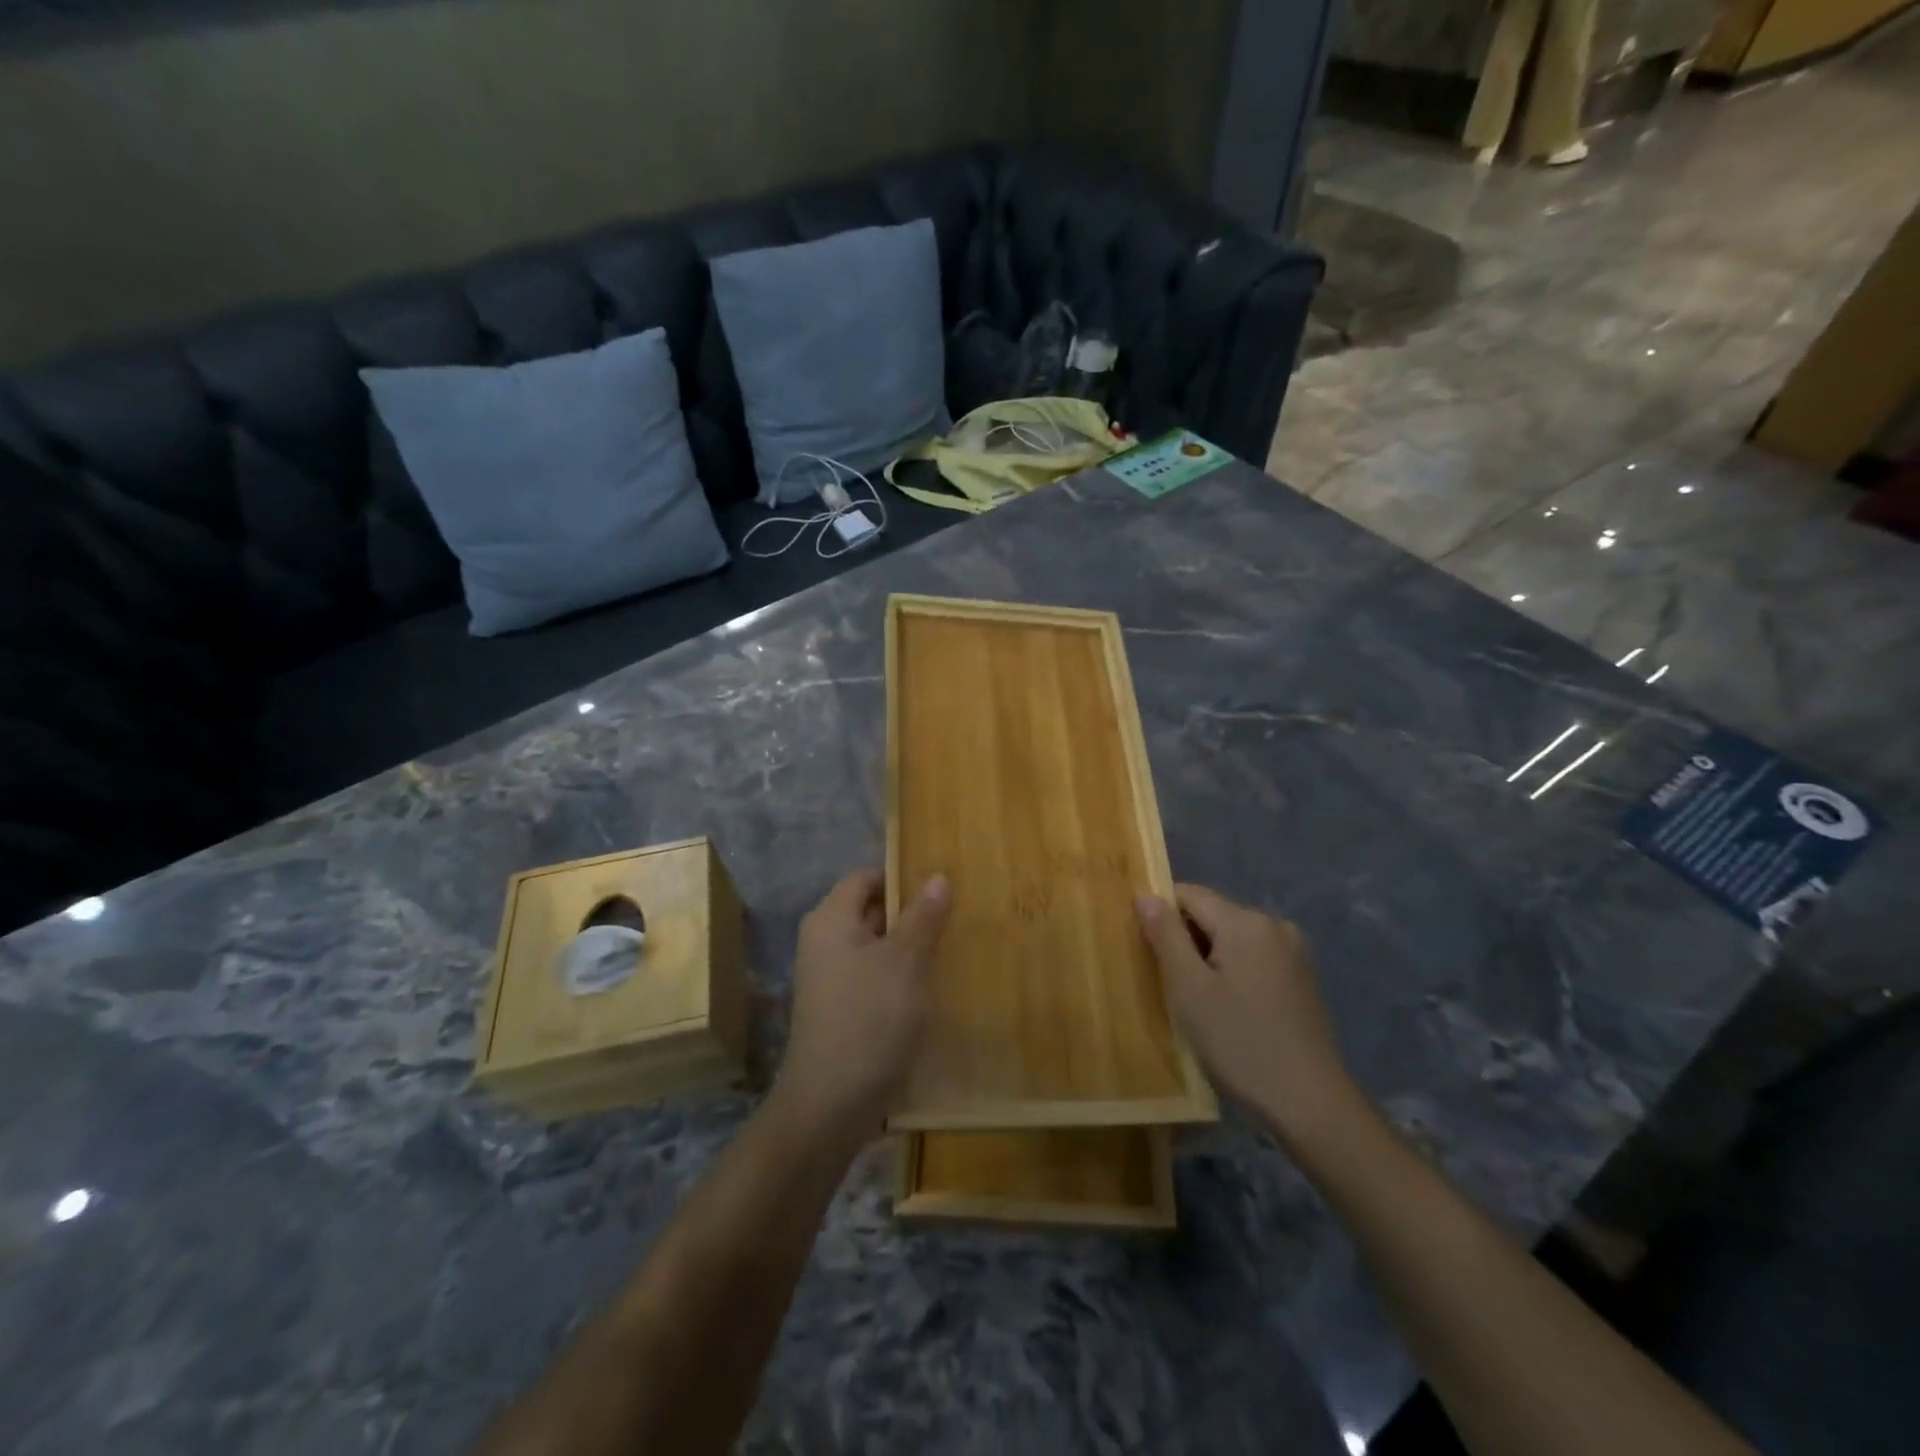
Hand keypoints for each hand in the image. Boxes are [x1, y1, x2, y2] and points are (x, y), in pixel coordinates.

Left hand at [773, 869, 950, 1142]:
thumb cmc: (868, 1019)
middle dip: (910, 912)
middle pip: (870, 910)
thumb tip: (937, 876)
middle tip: (955, 914)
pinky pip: (873, 976)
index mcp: (830, 921)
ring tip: (951, 945)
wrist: (830, 1104)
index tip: (941, 883)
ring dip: (908, 946)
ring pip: (875, 946)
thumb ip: (922, 917)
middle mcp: (824, 942)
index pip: (866, 878)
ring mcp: (830, 978)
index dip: (901, 876)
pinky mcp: (841, 1009)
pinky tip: (930, 985)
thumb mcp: (904, 962)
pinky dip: (899, 975)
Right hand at [1136, 884, 1362, 1146]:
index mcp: (1245, 921)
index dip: (1161, 915)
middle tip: (1169, 983)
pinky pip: (1254, 958)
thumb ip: (1165, 935)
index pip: (1189, 894)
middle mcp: (1274, 925)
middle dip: (1185, 940)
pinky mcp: (1302, 978)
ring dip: (1208, 958)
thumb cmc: (1239, 1041)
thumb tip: (1145, 895)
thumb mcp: (1189, 988)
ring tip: (1197, 1001)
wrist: (1310, 1101)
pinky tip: (1229, 1009)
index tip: (1147, 951)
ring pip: (1232, 938)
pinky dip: (1233, 971)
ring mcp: (1293, 951)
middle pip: (1212, 914)